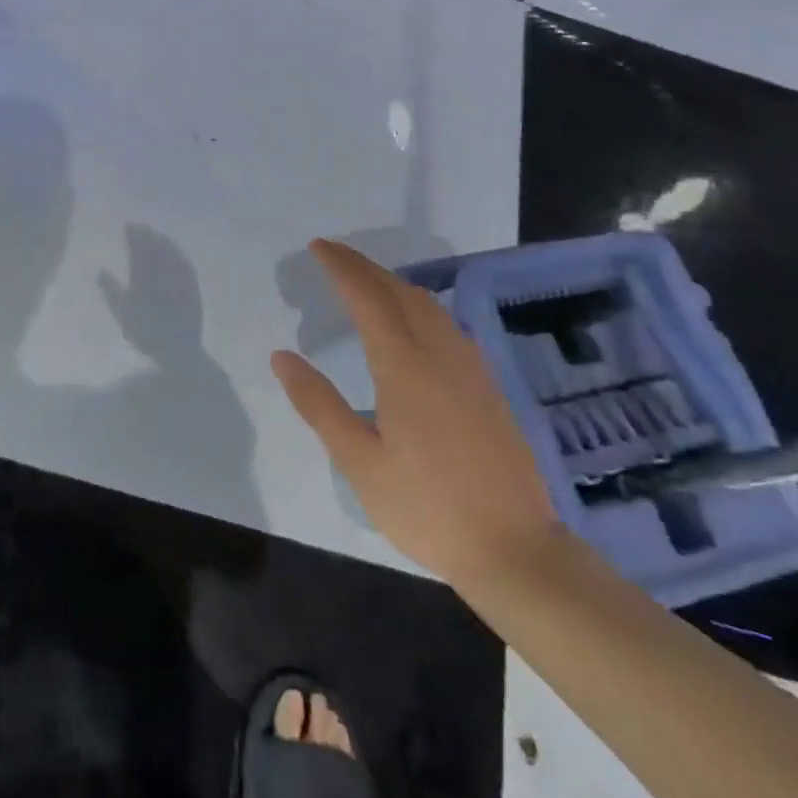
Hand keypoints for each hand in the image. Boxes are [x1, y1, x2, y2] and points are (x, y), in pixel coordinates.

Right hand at [271, 240, 561, 586]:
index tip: (318, 247)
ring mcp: (470, 367)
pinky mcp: (488, 385)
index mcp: (404, 366)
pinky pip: (447, 322)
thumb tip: (282, 356)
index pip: (368, 297)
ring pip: (429, 304)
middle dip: (364, 266)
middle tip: (333, 254)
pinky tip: (412, 320)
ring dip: (392, 282)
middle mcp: (440, 353)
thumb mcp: (359, 463)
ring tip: (366, 279)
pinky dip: (418, 303)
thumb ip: (319, 404)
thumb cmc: (427, 508)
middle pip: (399, 291)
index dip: (341, 268)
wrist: (516, 550)